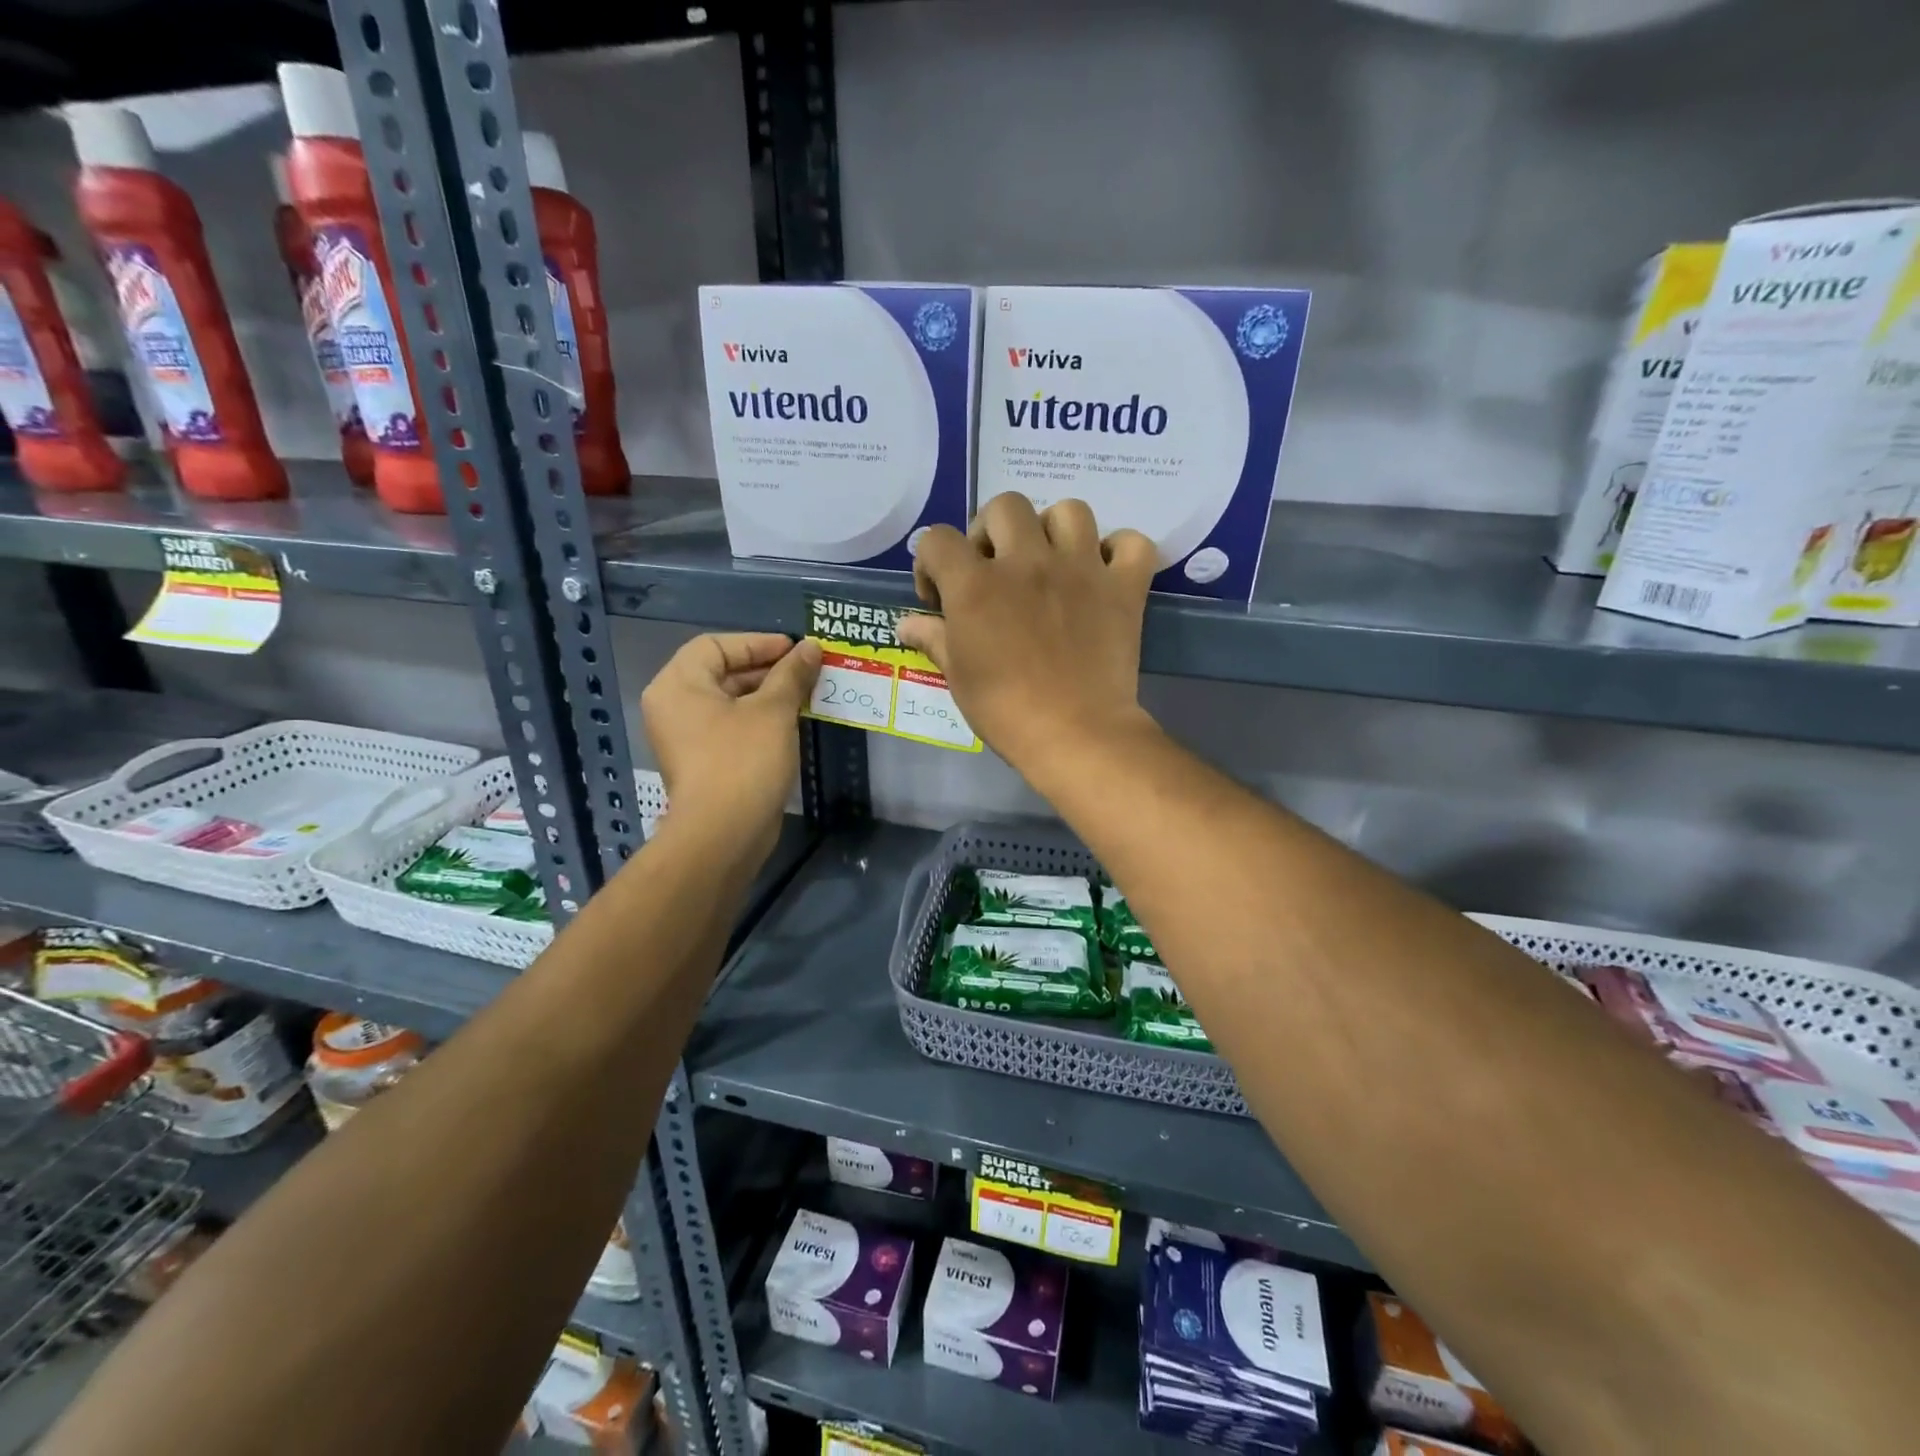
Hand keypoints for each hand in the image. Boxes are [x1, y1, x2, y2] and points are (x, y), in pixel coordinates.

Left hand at [640, 633, 819, 862]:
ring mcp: (686, 738)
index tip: (796, 649)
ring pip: (729, 702)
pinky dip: (759, 720)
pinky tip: (792, 723)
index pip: (716, 645)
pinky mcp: (702, 762)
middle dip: (767, 669)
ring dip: (767, 695)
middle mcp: (674, 707)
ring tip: (806, 694)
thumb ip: (792, 674)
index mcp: (678, 685)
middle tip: (807, 671)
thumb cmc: (744, 761)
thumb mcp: (773, 711)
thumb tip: (812, 646)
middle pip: (721, 672)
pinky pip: (731, 727)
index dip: (758, 643)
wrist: (724, 834)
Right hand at [898, 494, 1157, 776]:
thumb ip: (933, 639)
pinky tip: (1104, 573)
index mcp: (977, 585)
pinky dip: (1119, 551)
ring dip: (1054, 530)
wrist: (1076, 735)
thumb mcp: (958, 677)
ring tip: (1050, 562)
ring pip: (1069, 510)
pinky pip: (1132, 543)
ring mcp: (1081, 569)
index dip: (931, 562)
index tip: (939, 595)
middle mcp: (1027, 563)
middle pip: (1004, 506)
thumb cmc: (1006, 711)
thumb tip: (905, 624)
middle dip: (991, 531)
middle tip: (995, 568)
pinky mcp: (1123, 587)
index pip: (938, 539)